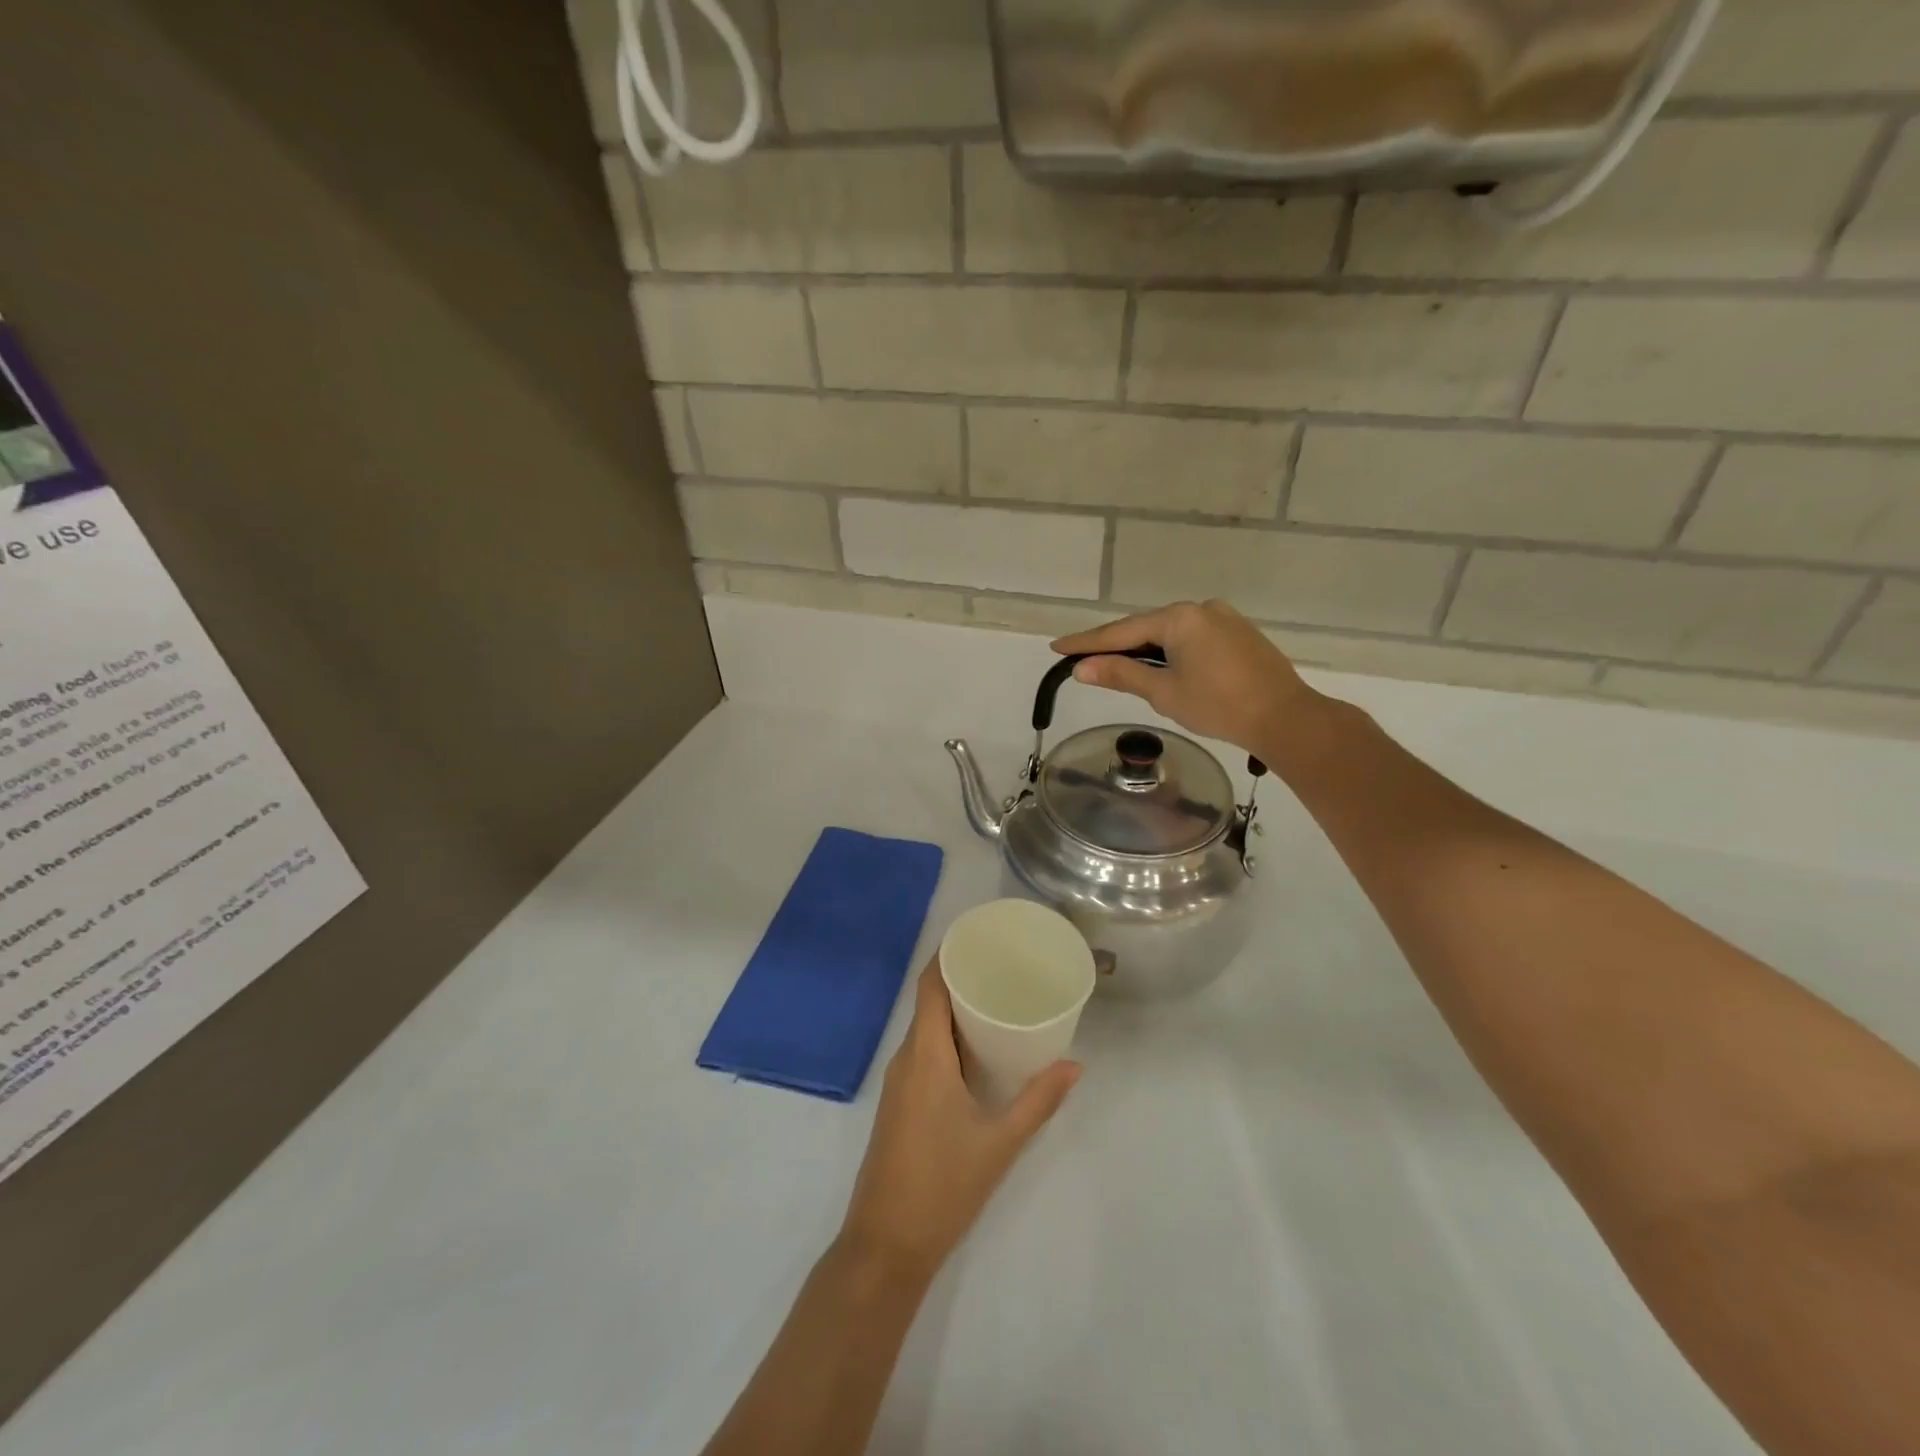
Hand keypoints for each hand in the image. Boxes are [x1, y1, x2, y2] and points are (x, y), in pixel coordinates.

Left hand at [839, 961, 1079, 1283]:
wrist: (885, 1246)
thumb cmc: (942, 1186)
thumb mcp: (999, 1142)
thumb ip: (1039, 1101)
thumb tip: (1075, 1064)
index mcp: (924, 1056)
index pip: (930, 986)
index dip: (948, 954)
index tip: (980, 936)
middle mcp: (906, 1059)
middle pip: (930, 1003)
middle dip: (962, 979)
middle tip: (1005, 967)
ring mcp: (899, 1082)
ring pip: (927, 1029)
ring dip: (957, 1011)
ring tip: (999, 1000)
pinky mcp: (900, 1103)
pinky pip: (924, 1053)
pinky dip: (949, 1039)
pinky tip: (979, 1051)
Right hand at [1052, 599, 1328, 762]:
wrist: (1285, 717)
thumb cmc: (1219, 706)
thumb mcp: (1163, 692)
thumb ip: (1121, 675)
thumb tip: (1082, 668)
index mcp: (1179, 618)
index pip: (1121, 631)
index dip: (1087, 642)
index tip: (1057, 647)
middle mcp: (1201, 608)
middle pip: (1146, 627)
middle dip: (1116, 645)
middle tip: (1084, 659)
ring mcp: (1224, 618)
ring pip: (1171, 633)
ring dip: (1145, 649)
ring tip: (1119, 667)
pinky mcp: (1240, 633)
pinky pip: (1193, 638)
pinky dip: (1172, 651)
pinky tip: (1164, 667)